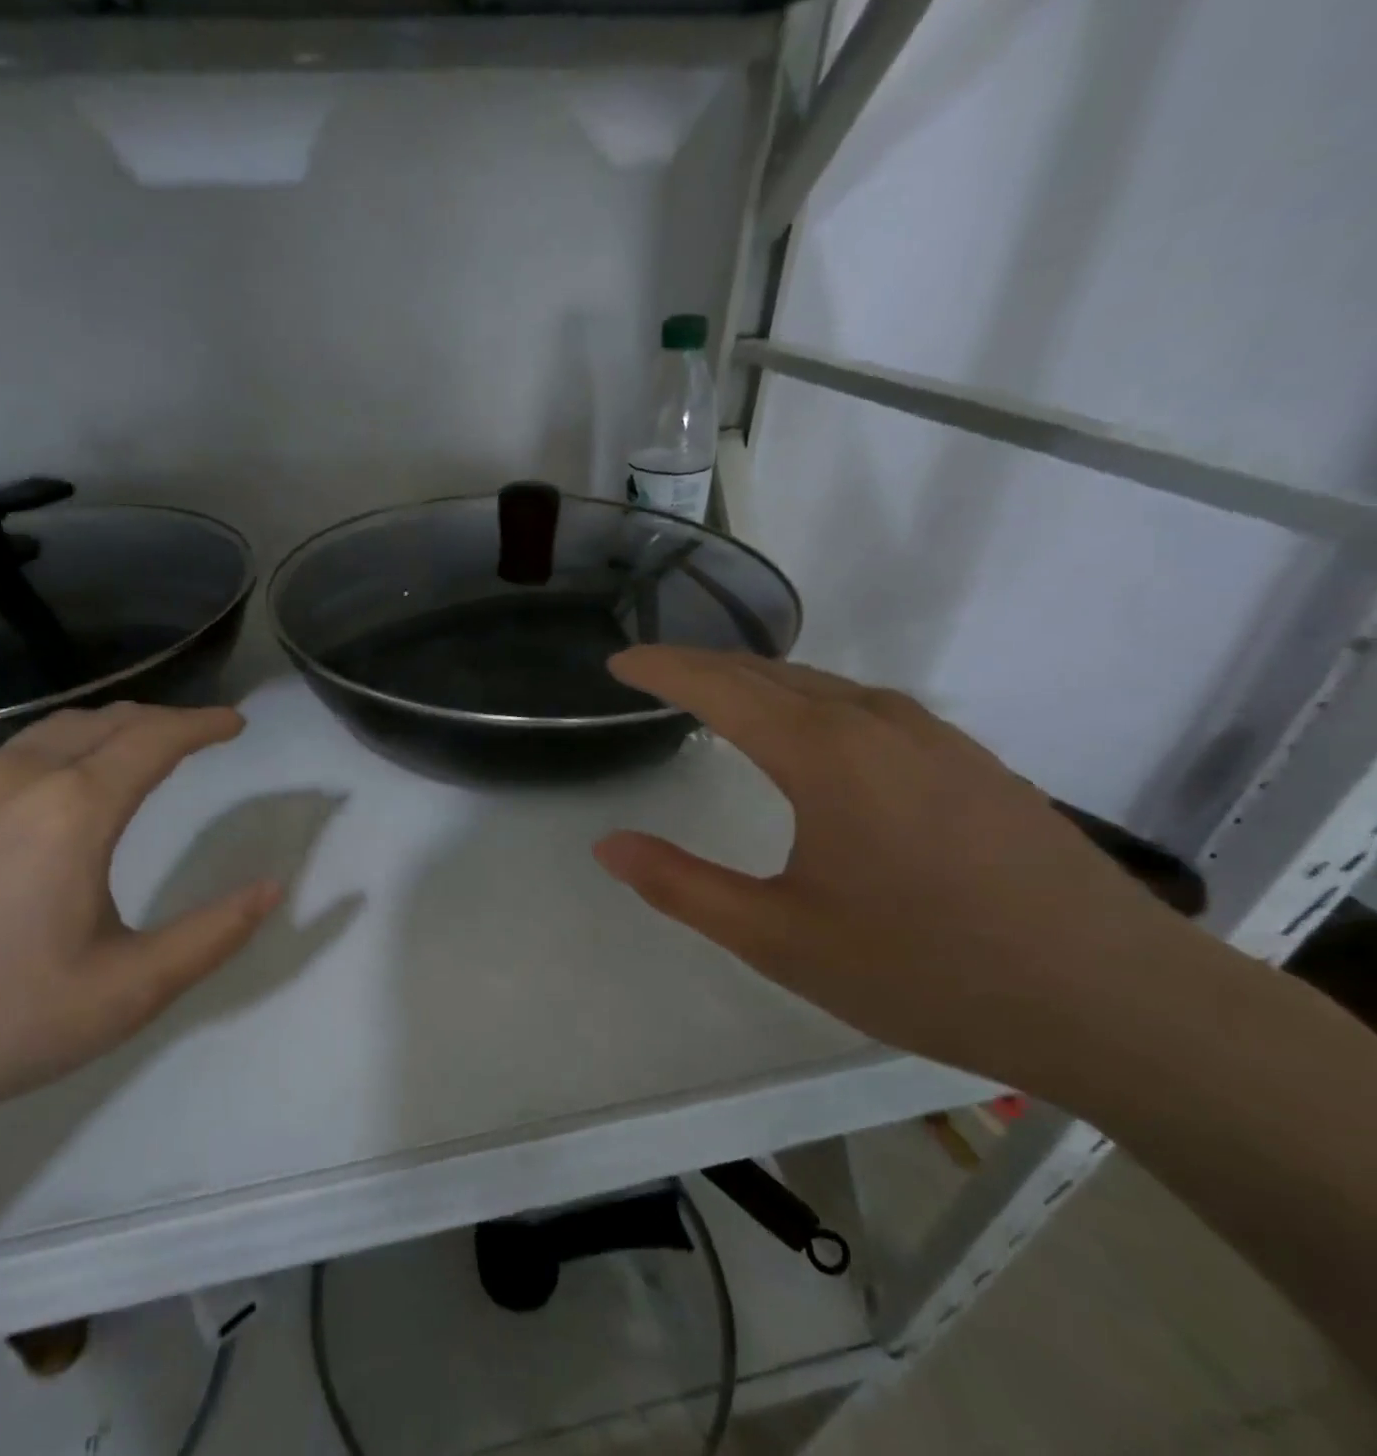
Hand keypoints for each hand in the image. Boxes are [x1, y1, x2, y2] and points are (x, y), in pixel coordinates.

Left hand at [0, 704, 280, 1139]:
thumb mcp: (125, 994)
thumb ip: (212, 936)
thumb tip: (273, 889)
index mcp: (73, 811)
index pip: (156, 737)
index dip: (204, 724)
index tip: (236, 724)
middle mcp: (18, 778)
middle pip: (106, 720)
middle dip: (163, 719)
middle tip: (199, 737)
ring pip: (54, 731)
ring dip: (110, 731)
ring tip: (139, 754)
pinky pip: (13, 756)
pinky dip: (63, 751)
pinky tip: (59, 794)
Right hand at [593, 647, 1204, 1089]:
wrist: (1119, 1002)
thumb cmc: (927, 970)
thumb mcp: (779, 939)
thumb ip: (683, 886)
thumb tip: (608, 844)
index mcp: (823, 754)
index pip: (719, 687)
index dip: (661, 669)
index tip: (619, 663)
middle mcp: (875, 722)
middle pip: (767, 673)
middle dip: (701, 666)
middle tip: (653, 672)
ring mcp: (931, 736)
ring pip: (819, 685)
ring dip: (755, 681)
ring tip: (715, 694)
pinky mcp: (968, 759)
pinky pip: (863, 706)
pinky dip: (807, 700)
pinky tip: (807, 731)